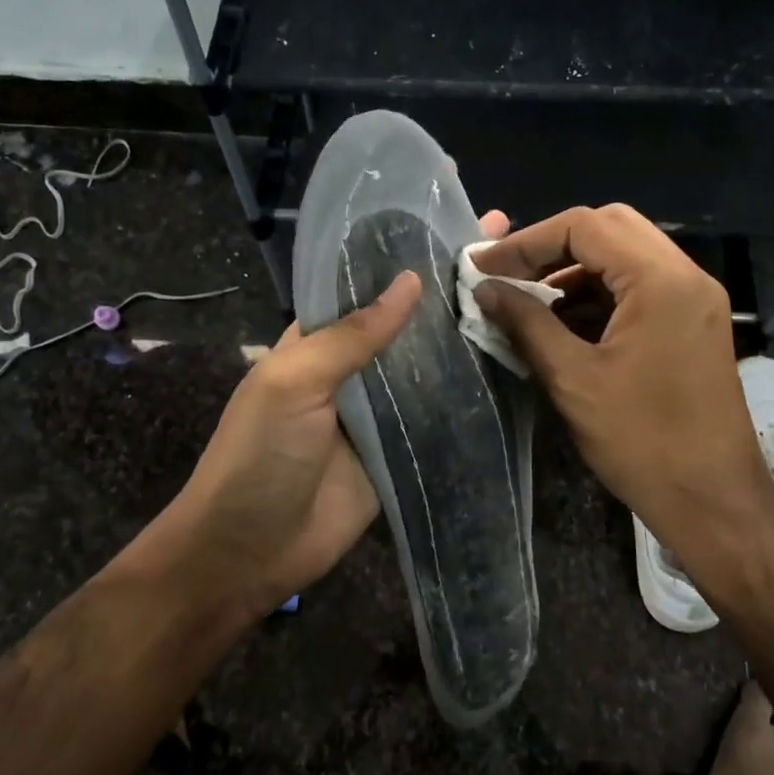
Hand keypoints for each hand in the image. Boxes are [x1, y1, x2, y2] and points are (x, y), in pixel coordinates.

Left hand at [149, 210, 509, 618]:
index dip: (409, 255)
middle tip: (510, 253)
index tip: (459, 222)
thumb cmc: (258, 456)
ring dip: (468, 336)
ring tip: (524, 298)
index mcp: (319, 339)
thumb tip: (410, 281)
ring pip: (430, 365)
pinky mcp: (404, 450)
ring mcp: (382, 410)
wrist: (249, 552)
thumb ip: (351, 335)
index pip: (368, 284)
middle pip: (408, 322)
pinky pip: (441, 415)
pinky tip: (515, 365)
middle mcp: (355, 367)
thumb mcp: (293, 382)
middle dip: (450, 289)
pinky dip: (471, 393)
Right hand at [473, 205, 773, 582]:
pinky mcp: (693, 324)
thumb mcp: (574, 380)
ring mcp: (694, 300)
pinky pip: (640, 288)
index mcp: (661, 280)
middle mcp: (685, 276)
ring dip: (575, 271)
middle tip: (508, 275)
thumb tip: (485, 289)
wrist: (715, 502)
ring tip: (528, 301)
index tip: (484, 266)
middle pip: (610, 229)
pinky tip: (564, 323)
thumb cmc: (643, 442)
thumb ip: (526, 323)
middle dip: (552, 247)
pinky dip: (599, 294)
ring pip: (625, 257)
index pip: (585, 226)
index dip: (526, 241)